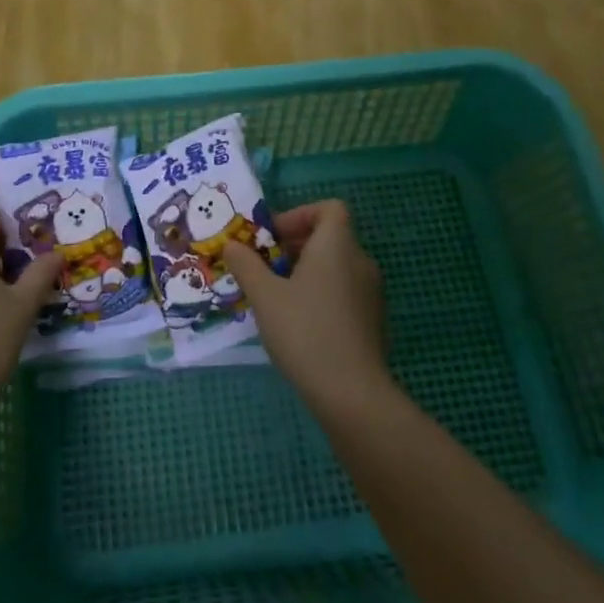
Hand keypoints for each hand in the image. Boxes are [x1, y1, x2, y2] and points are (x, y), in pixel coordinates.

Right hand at [222, 200, 389, 411]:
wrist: (352, 394)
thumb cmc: (305, 331)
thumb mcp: (264, 295)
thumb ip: (246, 264)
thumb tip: (231, 244)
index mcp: (337, 245)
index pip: (329, 208)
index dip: (300, 215)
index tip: (273, 238)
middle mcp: (360, 261)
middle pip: (329, 237)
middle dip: (294, 246)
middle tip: (264, 268)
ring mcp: (371, 293)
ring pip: (336, 267)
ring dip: (305, 272)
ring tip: (275, 297)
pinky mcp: (373, 321)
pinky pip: (344, 291)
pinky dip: (321, 294)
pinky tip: (298, 324)